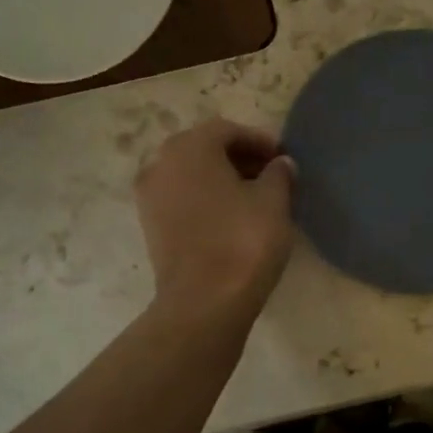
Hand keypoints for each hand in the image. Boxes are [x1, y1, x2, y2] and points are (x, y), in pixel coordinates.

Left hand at [134, 118, 295, 321]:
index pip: (228, 130)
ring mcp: (149, 196)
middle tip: (270, 175)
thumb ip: (279, 174)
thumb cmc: (242, 241)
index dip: (259, 141)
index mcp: (189, 147)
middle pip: (204, 149)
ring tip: (253, 199)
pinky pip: (181, 199)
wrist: (203, 302)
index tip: (283, 158)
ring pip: (191, 175)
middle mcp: (160, 163)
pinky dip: (205, 200)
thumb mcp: (274, 202)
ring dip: (221, 179)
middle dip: (238, 158)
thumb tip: (281, 164)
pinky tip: (230, 218)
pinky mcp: (150, 226)